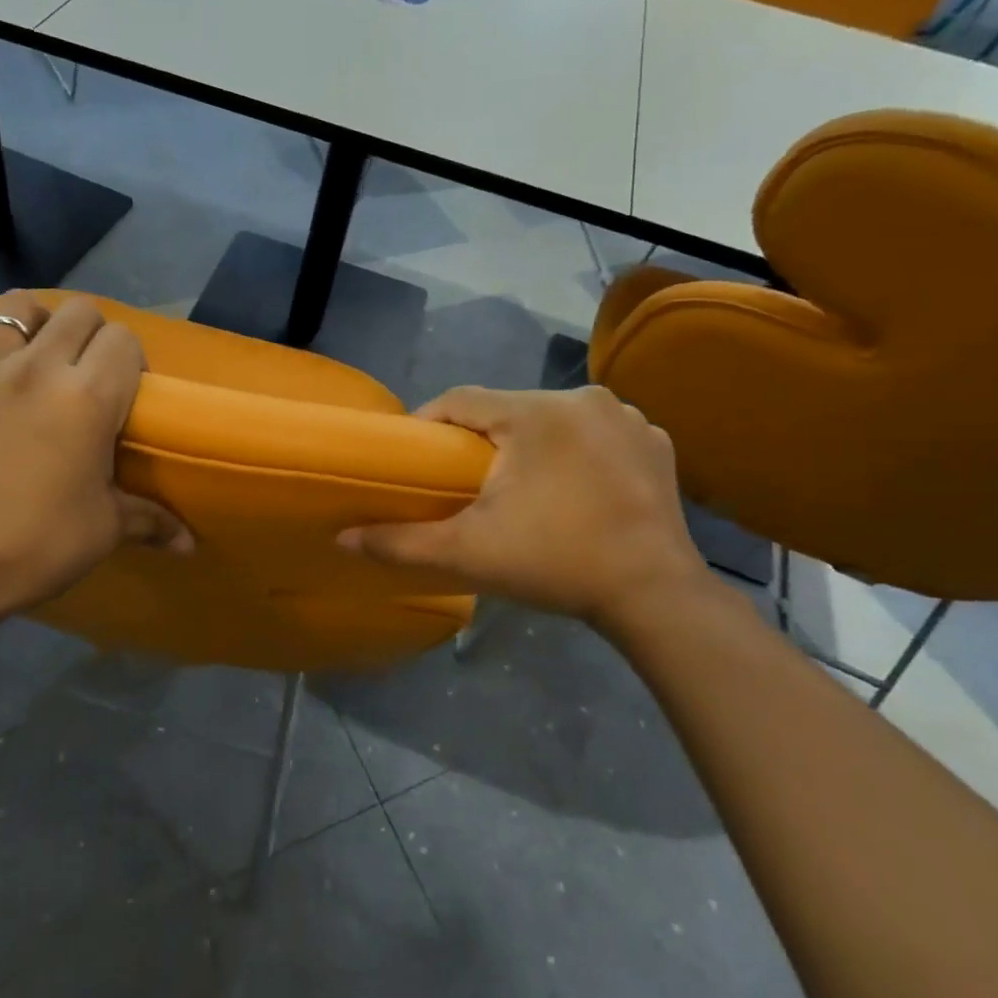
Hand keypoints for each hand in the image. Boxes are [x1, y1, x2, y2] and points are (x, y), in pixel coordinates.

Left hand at [0, 292, 188, 635]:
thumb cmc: (38, 545)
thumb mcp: (104, 529)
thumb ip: (151, 520)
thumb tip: (189, 545)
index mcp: (90, 396)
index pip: (124, 340)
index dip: (131, 361)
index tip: (126, 394)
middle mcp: (40, 367)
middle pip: (79, 312)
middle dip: (93, 335)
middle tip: (88, 375)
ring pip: (16, 306)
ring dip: (36, 321)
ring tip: (38, 351)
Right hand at [338, 386, 710, 639]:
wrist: (655, 598)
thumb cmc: (555, 563)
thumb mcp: (468, 553)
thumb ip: (400, 542)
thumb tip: (341, 538)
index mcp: (535, 413)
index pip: (460, 400)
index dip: (428, 425)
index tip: (415, 458)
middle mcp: (583, 399)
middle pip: (507, 409)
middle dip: (480, 439)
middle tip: (462, 480)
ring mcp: (627, 418)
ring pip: (552, 419)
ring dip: (529, 443)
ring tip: (517, 486)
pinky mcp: (656, 442)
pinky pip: (596, 434)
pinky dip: (576, 451)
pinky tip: (572, 486)